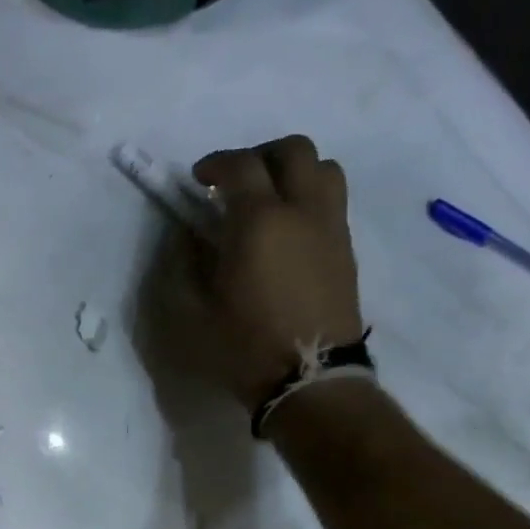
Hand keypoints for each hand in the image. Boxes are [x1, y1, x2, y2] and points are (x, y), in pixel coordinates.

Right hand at [188, 135, 364, 408]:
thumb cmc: (243, 347)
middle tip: (235, 181)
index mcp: (258, 222)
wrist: (309, 378)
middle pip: (292, 150)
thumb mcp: (192, 312)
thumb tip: (187, 235)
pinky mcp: (345, 248)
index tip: (197, 179)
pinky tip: (287, 229)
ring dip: (293, 170)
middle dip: (259, 155)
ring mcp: (330, 227)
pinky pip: (332, 200)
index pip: (240, 166)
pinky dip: (309, 196)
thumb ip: (184, 265)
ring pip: (323, 168)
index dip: (215, 164)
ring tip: (268, 198)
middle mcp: (301, 211)